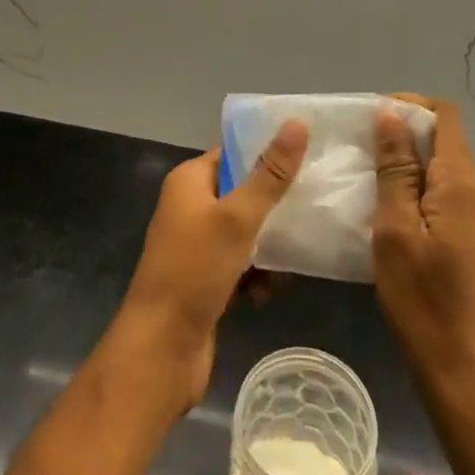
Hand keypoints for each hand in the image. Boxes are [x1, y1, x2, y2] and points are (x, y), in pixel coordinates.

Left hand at [116, 120, 307, 410]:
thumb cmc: (194, 271)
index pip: (233, 153)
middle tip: (314, 202)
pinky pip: (239, 266)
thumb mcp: (237, 218)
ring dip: (269, 245)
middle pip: (241, 193)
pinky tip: (273, 290)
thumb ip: (270, 175)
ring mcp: (195, 247)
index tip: (308, 154)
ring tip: (300, 251)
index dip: (266, 152)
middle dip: (274, 202)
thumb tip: (296, 123)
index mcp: (189, 182)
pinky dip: (256, 275)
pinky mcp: (204, 282)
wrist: (160, 351)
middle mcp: (189, 208)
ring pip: (244, 233)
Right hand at [373, 94, 474, 410]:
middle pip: (442, 140)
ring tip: (361, 173)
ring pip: (438, 170)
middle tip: (356, 145)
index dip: (409, 105)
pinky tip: (380, 208)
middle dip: (400, 133)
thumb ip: (395, 170)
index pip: (445, 116)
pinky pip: (439, 197)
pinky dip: (411, 190)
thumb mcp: (396, 230)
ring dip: (402, 163)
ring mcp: (474, 220)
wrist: (464, 377)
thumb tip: (391, 117)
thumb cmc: (424, 302)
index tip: (369, 115)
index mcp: (461, 183)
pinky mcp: (467, 243)